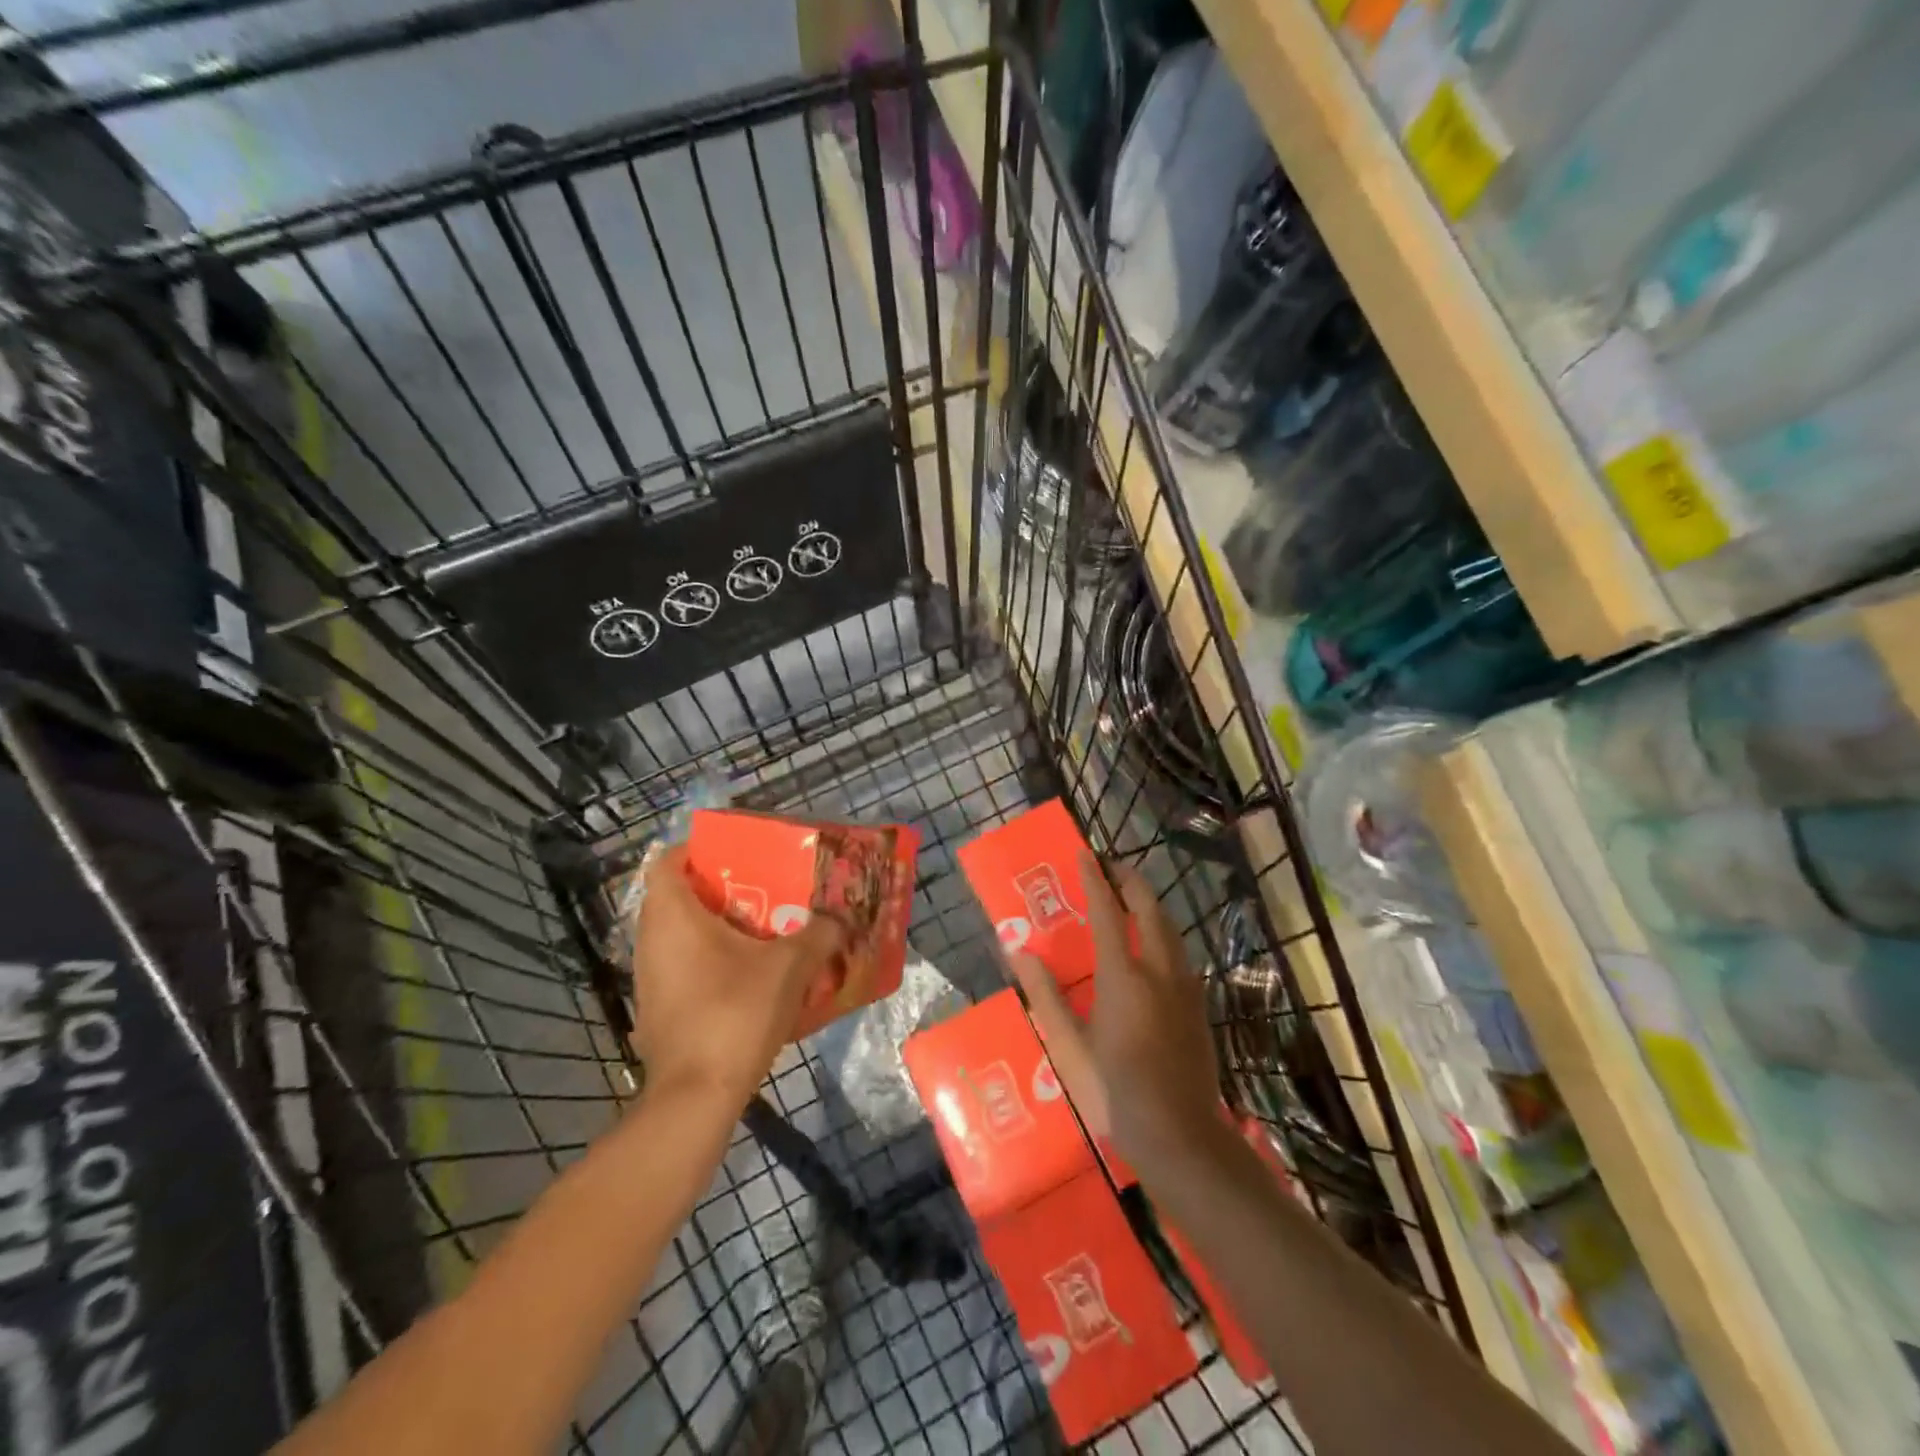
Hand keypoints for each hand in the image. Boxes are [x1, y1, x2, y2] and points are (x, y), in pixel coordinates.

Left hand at [629, 844, 845, 1106]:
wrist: (696, 1096)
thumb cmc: (735, 1012)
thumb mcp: (790, 966)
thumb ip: (819, 934)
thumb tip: (840, 918)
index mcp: (672, 915)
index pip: (670, 860)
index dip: (700, 850)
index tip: (739, 855)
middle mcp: (651, 940)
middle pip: (680, 896)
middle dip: (722, 889)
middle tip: (765, 890)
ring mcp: (650, 978)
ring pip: (682, 935)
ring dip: (719, 928)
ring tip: (764, 930)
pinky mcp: (658, 1009)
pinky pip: (684, 966)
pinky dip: (711, 960)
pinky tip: (749, 975)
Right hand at [1007, 854, 1223, 1175]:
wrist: (1180, 1134)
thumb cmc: (1115, 1090)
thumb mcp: (1070, 1045)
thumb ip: (1045, 995)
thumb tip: (1018, 953)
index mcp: (1123, 976)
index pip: (1108, 912)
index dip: (1095, 879)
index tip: (1084, 853)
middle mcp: (1159, 970)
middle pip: (1149, 908)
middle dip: (1130, 880)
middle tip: (1109, 866)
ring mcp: (1185, 987)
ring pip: (1170, 927)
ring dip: (1149, 903)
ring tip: (1129, 896)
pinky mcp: (1198, 1005)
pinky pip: (1179, 950)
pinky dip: (1162, 930)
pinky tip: (1153, 944)